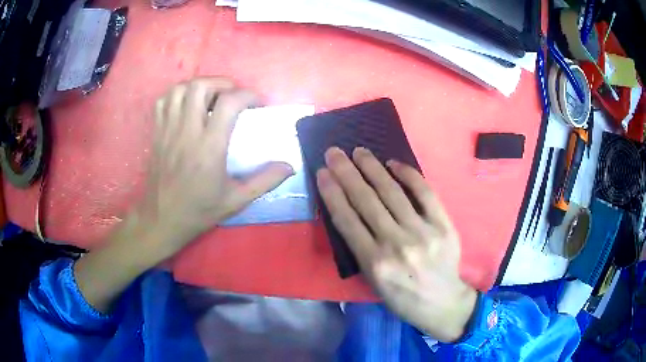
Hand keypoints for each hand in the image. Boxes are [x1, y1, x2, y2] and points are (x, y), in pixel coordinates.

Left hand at [75, 78, 292, 312]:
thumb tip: (289, 166)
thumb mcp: (236, 201)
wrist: (161, 220)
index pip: (229, 103)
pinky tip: (187, 105)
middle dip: (222, 83)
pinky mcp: (156, 133)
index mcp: (209, 148)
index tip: (257, 104)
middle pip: (201, 86)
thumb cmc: (198, 211)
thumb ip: (264, 181)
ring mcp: (168, 131)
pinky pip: (163, 101)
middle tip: (232, 95)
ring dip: (199, 86)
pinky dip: (177, 95)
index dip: (248, 95)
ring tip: (210, 97)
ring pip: (180, 89)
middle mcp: (187, 133)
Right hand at [316, 147, 476, 342]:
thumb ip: (360, 250)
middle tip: (335, 152)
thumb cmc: (402, 297)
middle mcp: (395, 244)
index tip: (322, 172)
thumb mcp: (373, 282)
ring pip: (392, 193)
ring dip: (372, 168)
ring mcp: (422, 232)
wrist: (442, 303)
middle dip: (346, 173)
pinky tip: (394, 163)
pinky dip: (409, 175)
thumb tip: (349, 213)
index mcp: (373, 262)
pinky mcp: (443, 225)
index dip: (332, 192)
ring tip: (359, 151)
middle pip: (366, 200)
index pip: (347, 219)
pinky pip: (425, 193)